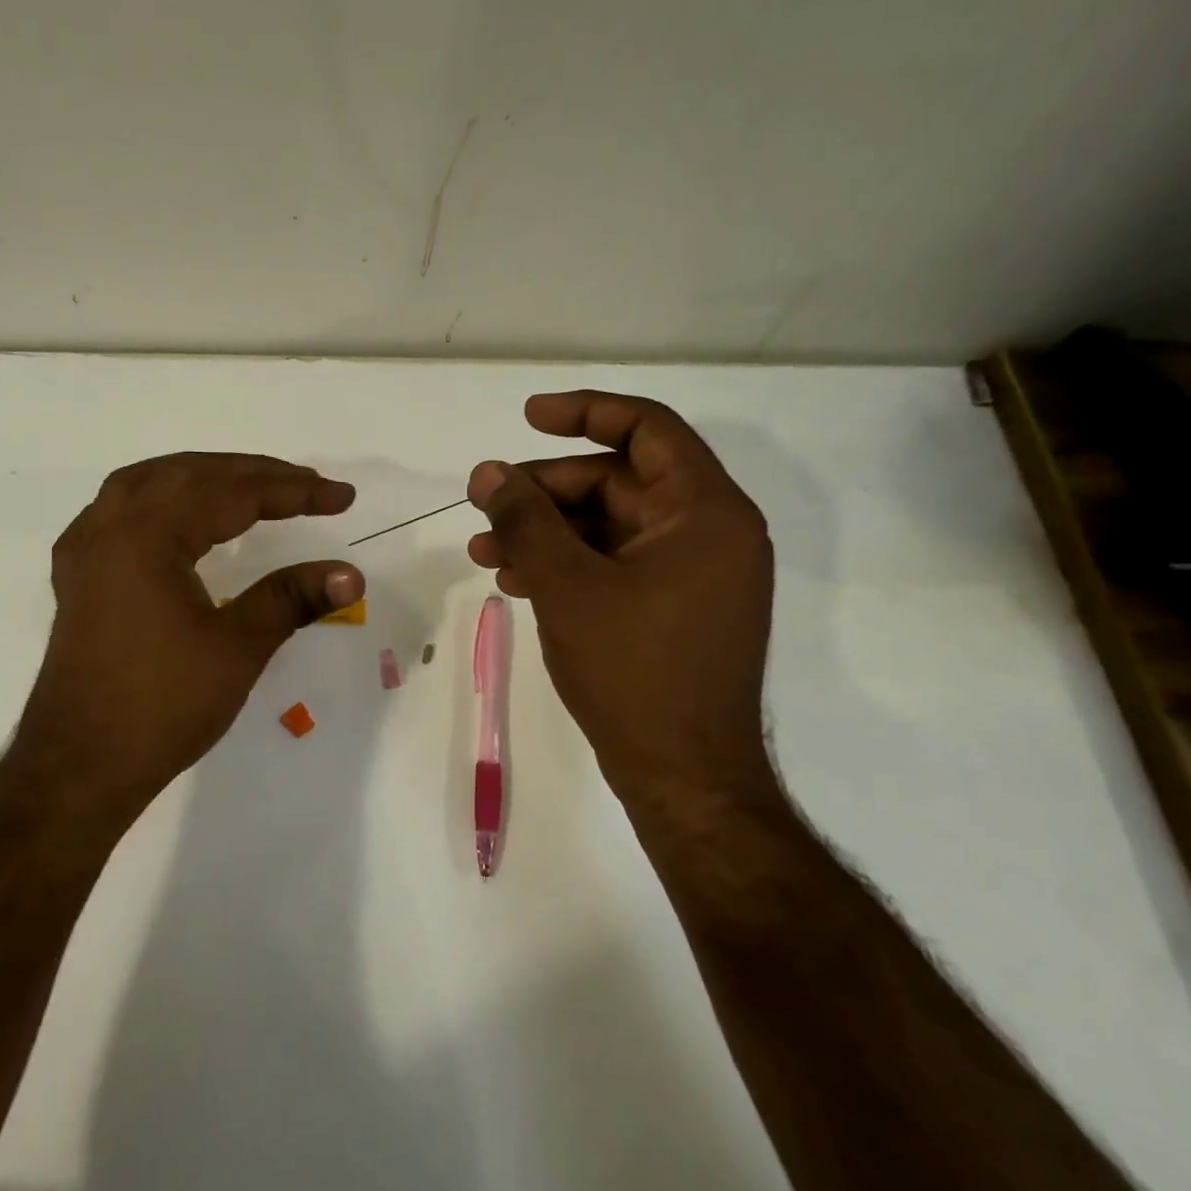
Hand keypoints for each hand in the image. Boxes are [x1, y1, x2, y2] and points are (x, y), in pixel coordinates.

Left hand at [15, 453, 361, 821]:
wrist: (78, 767)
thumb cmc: (161, 707)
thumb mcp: (237, 648)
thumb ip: (291, 599)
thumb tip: (350, 574)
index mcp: (146, 536)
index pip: (232, 494)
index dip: (293, 492)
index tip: (341, 497)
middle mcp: (109, 528)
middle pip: (189, 475)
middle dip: (253, 474)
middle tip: (306, 485)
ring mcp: (85, 551)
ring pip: (148, 483)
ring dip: (202, 475)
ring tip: (248, 483)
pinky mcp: (78, 577)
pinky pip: (118, 509)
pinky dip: (159, 497)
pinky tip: (175, 515)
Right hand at [466, 391, 775, 802]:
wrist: (683, 778)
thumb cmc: (634, 672)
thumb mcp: (568, 586)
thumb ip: (525, 520)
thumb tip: (487, 472)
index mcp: (705, 512)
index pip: (648, 429)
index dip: (586, 412)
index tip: (528, 418)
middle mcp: (708, 533)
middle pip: (618, 481)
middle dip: (546, 490)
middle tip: (485, 503)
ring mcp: (691, 575)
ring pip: (608, 527)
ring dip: (545, 532)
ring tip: (483, 550)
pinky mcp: (672, 609)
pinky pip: (614, 565)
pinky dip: (566, 565)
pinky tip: (514, 580)